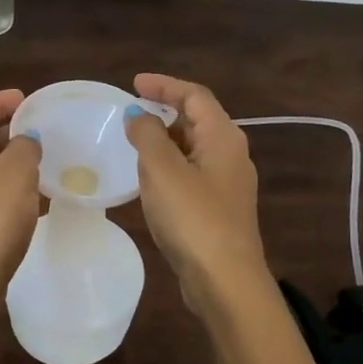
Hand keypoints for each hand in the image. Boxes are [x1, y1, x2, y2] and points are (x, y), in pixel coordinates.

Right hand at [125, 74, 266, 303]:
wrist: (225, 280)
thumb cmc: (193, 218)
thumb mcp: (162, 169)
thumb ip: (147, 135)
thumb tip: (139, 115)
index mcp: (223, 137)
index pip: (195, 95)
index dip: (164, 85)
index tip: (133, 84)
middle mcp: (231, 154)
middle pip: (197, 120)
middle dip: (164, 111)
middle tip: (131, 113)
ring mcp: (228, 184)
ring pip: (193, 149)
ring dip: (165, 141)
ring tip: (134, 143)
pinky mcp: (219, 209)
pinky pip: (191, 173)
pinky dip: (169, 167)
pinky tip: (149, 181)